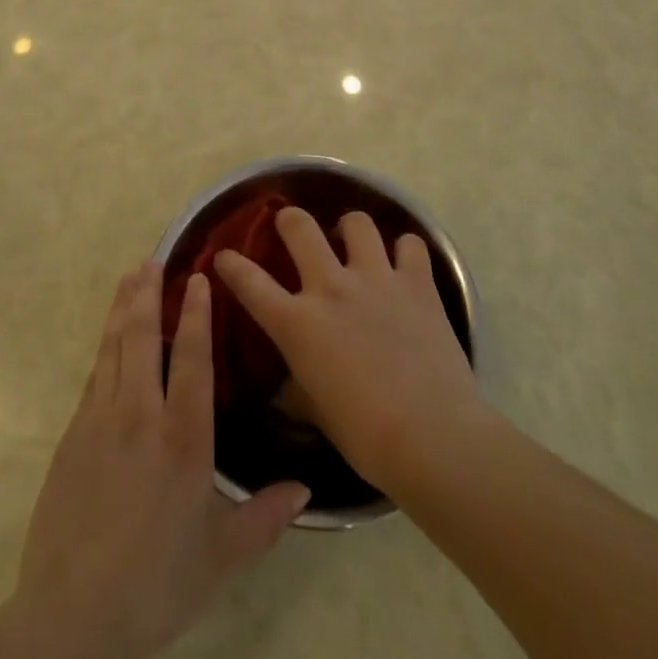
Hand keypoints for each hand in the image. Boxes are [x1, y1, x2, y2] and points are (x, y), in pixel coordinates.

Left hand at [0, 262, 309, 658]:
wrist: (70, 615)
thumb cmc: (155, 585)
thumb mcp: (220, 559)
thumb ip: (264, 518)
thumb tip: (306, 488)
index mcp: (182, 440)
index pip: (192, 359)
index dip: (196, 314)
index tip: (198, 278)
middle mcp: (140, 417)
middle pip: (143, 338)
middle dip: (148, 294)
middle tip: (153, 259)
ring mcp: (100, 421)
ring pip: (113, 348)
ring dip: (122, 308)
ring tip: (129, 277)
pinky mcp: (73, 435)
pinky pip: (94, 375)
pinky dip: (105, 345)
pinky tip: (109, 338)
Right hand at [214, 209, 481, 492]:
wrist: (433, 438)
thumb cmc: (367, 438)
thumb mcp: (317, 413)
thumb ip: (298, 388)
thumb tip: (289, 387)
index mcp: (298, 324)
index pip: (249, 283)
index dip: (230, 264)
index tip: (224, 256)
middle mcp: (331, 288)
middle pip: (299, 226)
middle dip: (289, 220)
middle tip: (292, 228)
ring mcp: (376, 278)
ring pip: (356, 222)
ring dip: (350, 229)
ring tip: (354, 242)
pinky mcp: (417, 283)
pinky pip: (410, 244)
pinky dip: (404, 250)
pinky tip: (403, 264)